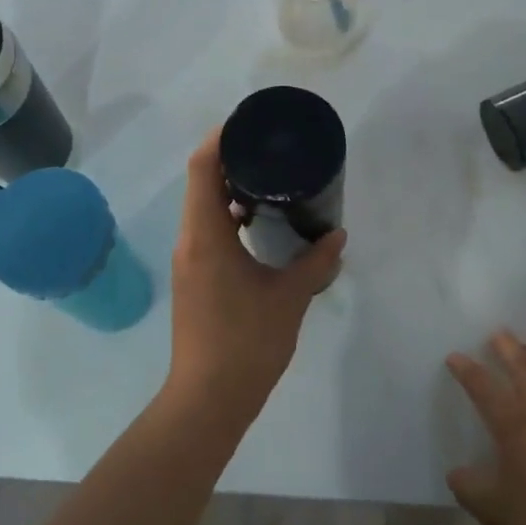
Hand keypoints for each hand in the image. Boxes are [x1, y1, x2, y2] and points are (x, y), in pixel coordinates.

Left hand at [165, 131, 344, 423]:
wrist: (207, 399)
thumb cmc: (246, 343)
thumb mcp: (289, 299)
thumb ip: (316, 263)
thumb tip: (338, 236)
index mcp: (205, 235)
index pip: (203, 167)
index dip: (221, 137)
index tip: (249, 125)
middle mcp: (189, 239)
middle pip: (201, 181)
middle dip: (231, 160)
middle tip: (270, 150)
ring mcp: (187, 259)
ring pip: (201, 207)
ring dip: (228, 190)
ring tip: (268, 182)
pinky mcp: (192, 276)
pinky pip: (205, 229)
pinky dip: (226, 217)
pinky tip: (257, 226)